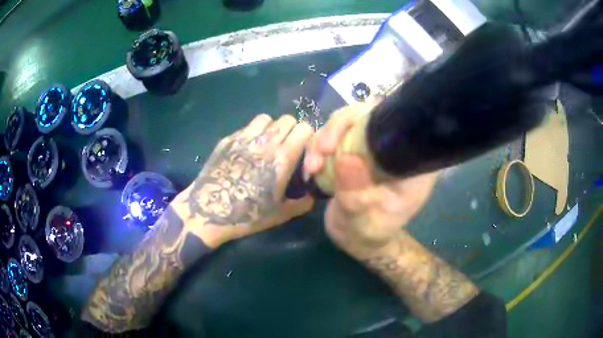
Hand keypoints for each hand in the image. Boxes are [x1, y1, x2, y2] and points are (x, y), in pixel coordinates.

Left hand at [175, 114, 314, 246]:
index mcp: (282, 159)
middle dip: (292, 130)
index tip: (303, 150)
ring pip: (266, 118)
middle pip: (287, 119)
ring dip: (271, 128)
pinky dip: (253, 133)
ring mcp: (244, 138)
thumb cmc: (247, 215)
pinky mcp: (228, 139)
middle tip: (286, 147)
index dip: (307, 137)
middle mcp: (265, 142)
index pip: (304, 128)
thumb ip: (301, 204)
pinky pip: (247, 126)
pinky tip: (247, 150)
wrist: (208, 211)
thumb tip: (312, 196)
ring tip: (267, 144)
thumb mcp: (280, 215)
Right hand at [304, 104, 437, 254]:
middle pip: (365, 116)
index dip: (368, 117)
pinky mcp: (352, 151)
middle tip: (321, 149)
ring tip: (311, 167)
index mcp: (410, 160)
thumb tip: (347, 158)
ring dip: (322, 140)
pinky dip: (317, 149)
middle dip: (338, 127)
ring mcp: (370, 148)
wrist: (356, 238)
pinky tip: (310, 169)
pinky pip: (332, 139)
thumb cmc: (370, 231)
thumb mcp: (365, 219)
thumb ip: (357, 194)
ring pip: (345, 125)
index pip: (396, 123)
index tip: (343, 135)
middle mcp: (391, 147)